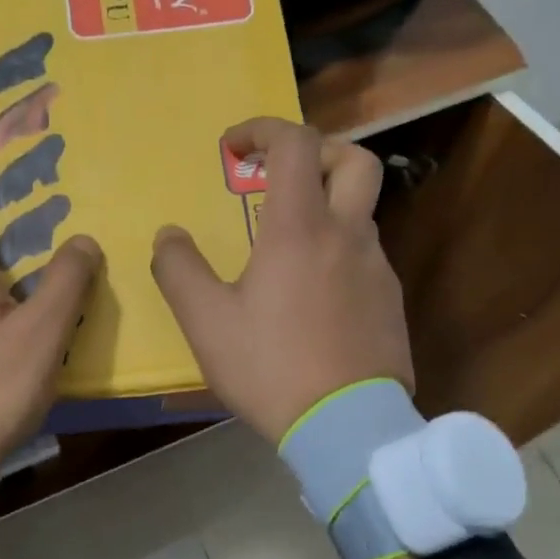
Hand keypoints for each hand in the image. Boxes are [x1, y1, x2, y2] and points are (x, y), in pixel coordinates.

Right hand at [151, 118, 412, 443]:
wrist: (347, 428)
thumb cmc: (271, 367)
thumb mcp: (206, 322)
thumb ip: (179, 269)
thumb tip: (168, 235)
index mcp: (300, 228)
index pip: (296, 144)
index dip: (264, 130)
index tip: (233, 148)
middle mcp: (347, 236)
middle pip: (355, 161)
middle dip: (318, 153)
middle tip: (282, 177)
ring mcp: (378, 269)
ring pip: (360, 214)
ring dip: (325, 210)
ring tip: (285, 250)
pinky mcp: (391, 303)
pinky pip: (365, 258)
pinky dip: (338, 253)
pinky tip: (312, 297)